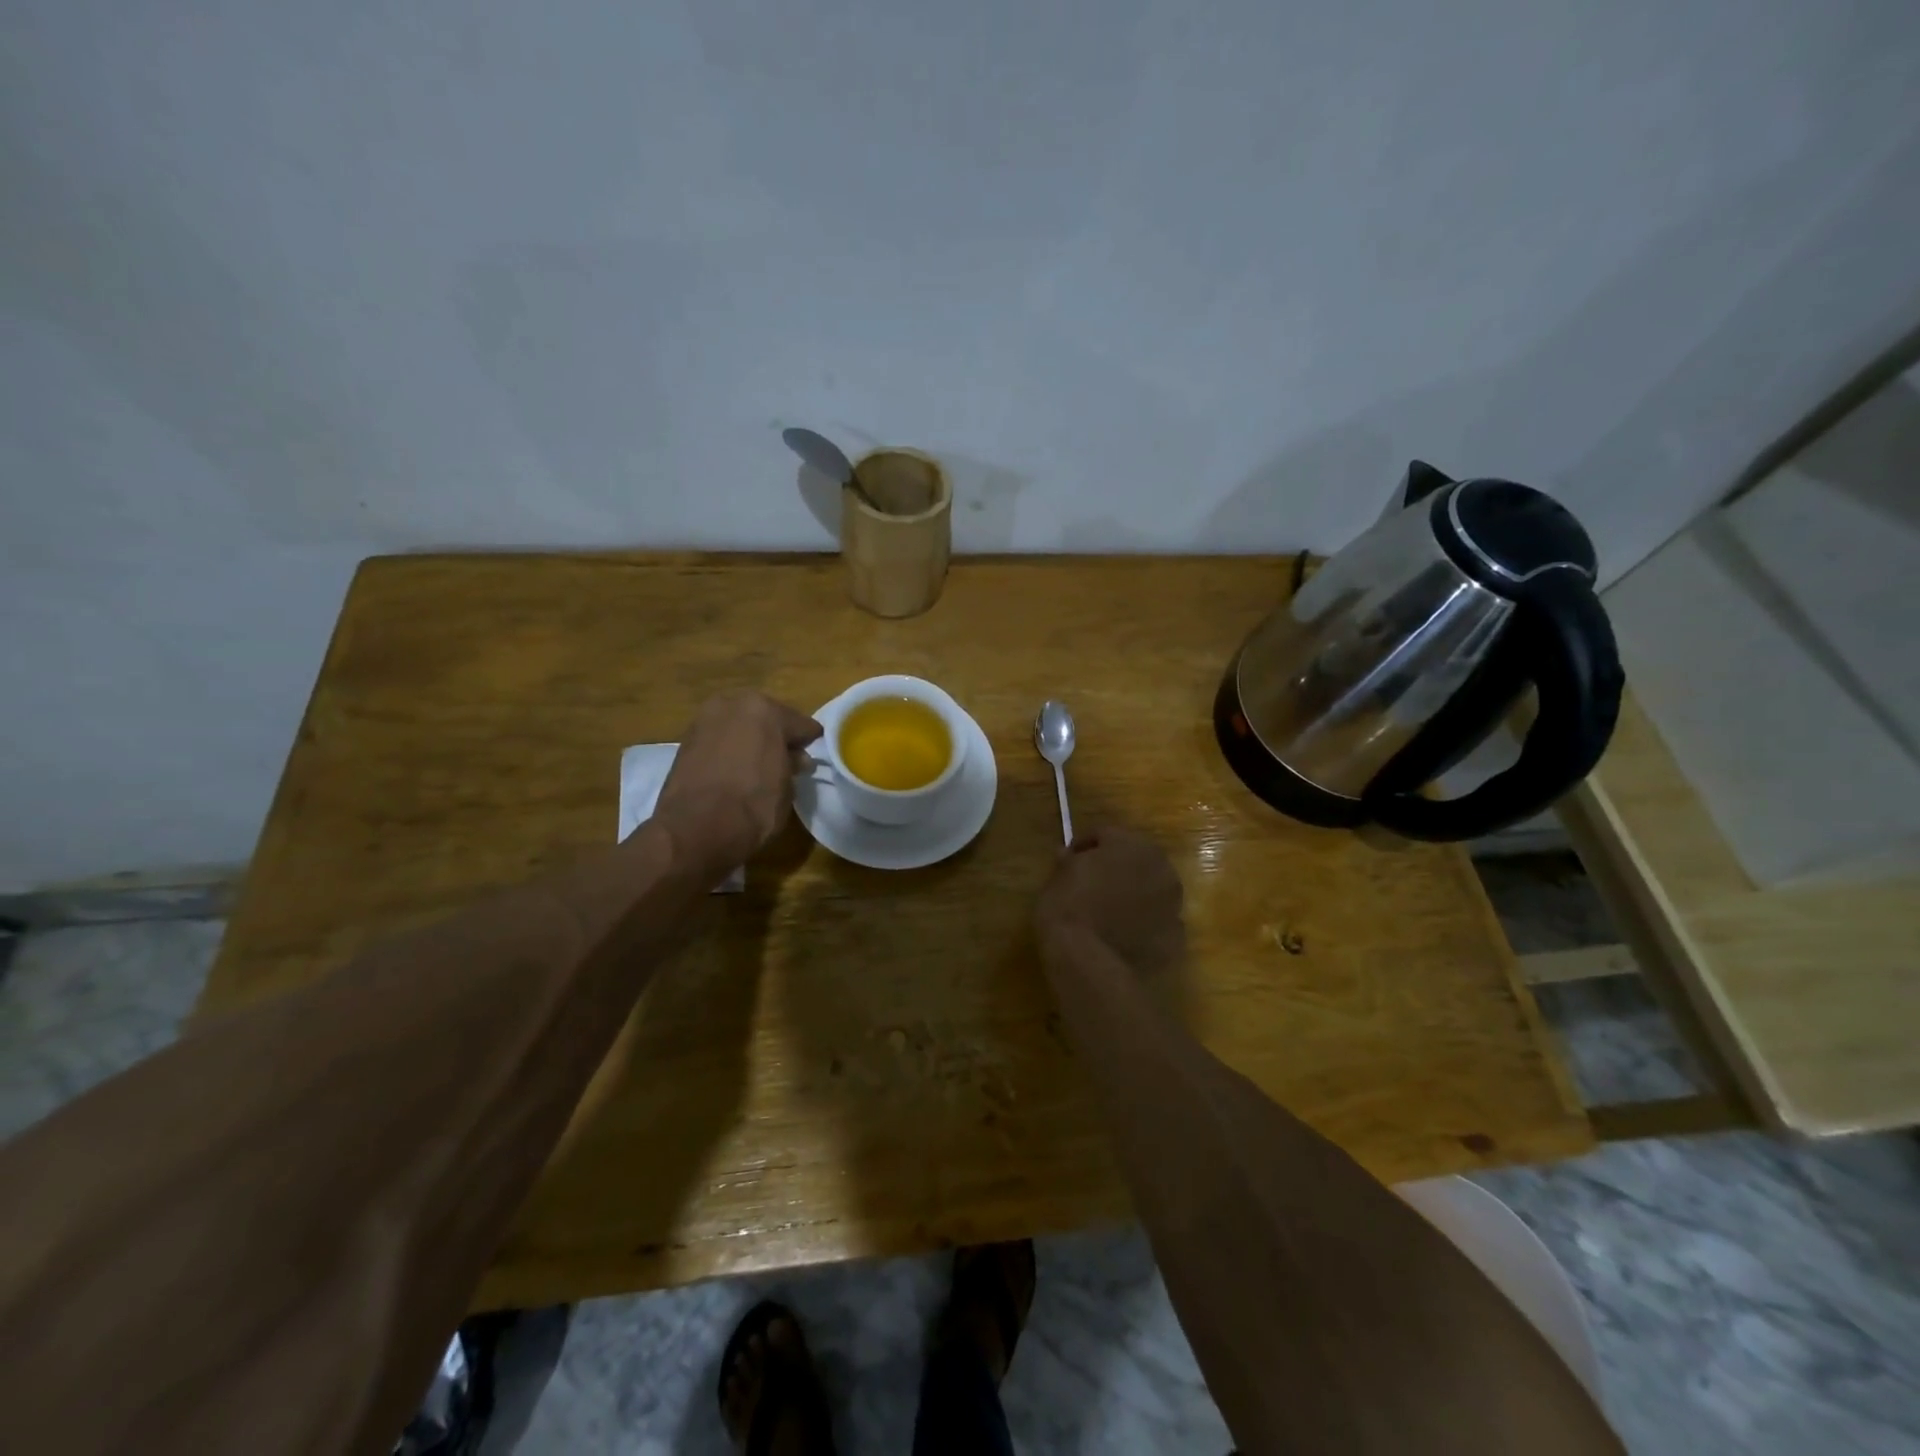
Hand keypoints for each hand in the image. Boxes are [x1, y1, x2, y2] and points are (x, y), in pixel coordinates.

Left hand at [655, 690, 822, 864]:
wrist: (695, 829)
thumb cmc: (753, 805)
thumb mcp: (787, 788)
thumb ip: (792, 766)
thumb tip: (795, 760)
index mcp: (765, 710)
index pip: (799, 723)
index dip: (809, 740)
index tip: (815, 752)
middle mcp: (732, 705)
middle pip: (765, 718)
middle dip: (776, 736)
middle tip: (786, 759)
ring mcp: (704, 720)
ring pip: (738, 726)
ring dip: (749, 740)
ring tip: (758, 766)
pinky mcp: (685, 741)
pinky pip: (718, 740)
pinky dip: (728, 750)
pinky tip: (735, 770)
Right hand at [1035, 826, 1185, 975]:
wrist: (1088, 962)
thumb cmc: (1069, 908)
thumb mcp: (1057, 878)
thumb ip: (1068, 861)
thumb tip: (1067, 854)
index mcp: (1132, 845)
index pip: (1105, 835)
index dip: (1084, 846)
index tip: (1068, 860)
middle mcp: (1161, 869)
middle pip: (1136, 860)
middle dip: (1116, 868)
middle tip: (1091, 883)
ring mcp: (1173, 904)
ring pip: (1151, 891)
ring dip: (1133, 895)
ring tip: (1108, 911)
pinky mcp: (1175, 937)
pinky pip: (1156, 923)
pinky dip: (1143, 925)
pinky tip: (1122, 936)